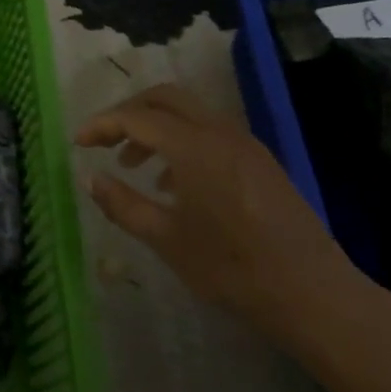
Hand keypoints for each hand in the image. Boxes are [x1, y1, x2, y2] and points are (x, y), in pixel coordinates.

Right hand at [75, 84, 370, 346]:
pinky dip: (181, 141)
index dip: (102, 125)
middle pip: (165, 98)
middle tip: (104, 140)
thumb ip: (122, 204)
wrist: (312, 293)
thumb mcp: (166, 239)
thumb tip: (89, 178)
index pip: (136, 117)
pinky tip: (174, 183)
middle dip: (129, 112)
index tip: (78, 143)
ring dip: (155, 127)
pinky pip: (210, 133)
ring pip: (189, 114)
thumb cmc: (231, 268)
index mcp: (194, 146)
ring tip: (133, 165)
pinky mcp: (259, 161)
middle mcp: (219, 132)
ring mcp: (244, 144)